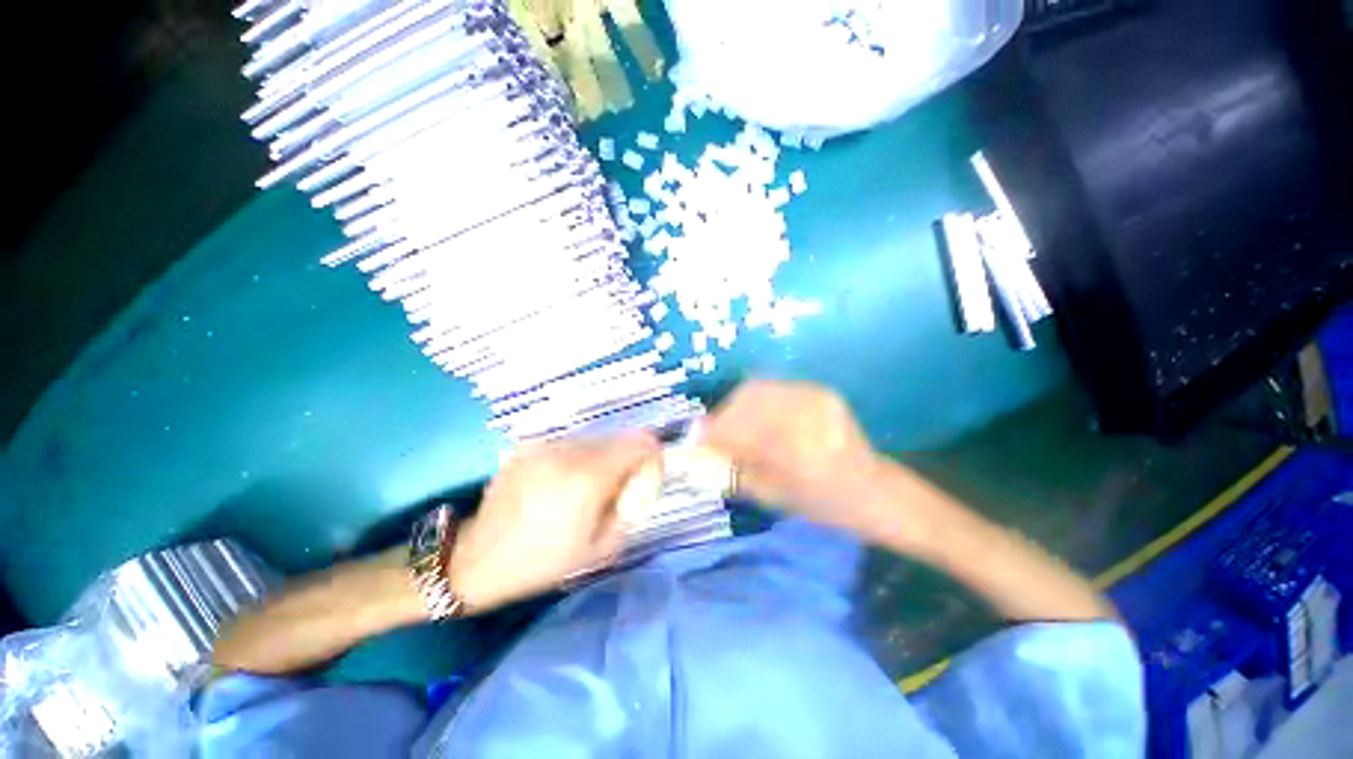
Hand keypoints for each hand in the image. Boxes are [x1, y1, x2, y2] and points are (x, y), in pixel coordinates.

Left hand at [448, 433, 658, 610]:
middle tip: (617, 487)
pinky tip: (559, 484)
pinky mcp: (528, 446)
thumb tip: (640, 480)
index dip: (651, 454)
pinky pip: (568, 445)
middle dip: (626, 458)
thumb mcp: (601, 548)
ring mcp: (545, 445)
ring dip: (601, 458)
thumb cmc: (542, 562)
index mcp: (588, 478)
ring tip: (585, 488)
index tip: (647, 473)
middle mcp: (568, 452)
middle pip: (618, 438)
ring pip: (593, 439)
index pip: (639, 443)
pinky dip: (576, 458)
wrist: (476, 560)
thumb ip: (630, 507)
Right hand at [701, 380, 881, 531]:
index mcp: (799, 451)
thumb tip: (700, 453)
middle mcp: (808, 416)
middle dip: (723, 416)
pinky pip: (775, 387)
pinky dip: (755, 400)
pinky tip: (753, 416)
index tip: (695, 441)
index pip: (743, 430)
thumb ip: (735, 472)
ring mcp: (816, 398)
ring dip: (737, 406)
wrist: (874, 489)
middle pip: (748, 400)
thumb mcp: (775, 498)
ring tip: (731, 425)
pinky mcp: (819, 391)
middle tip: (713, 433)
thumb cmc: (824, 505)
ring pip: (759, 389)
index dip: (714, 433)